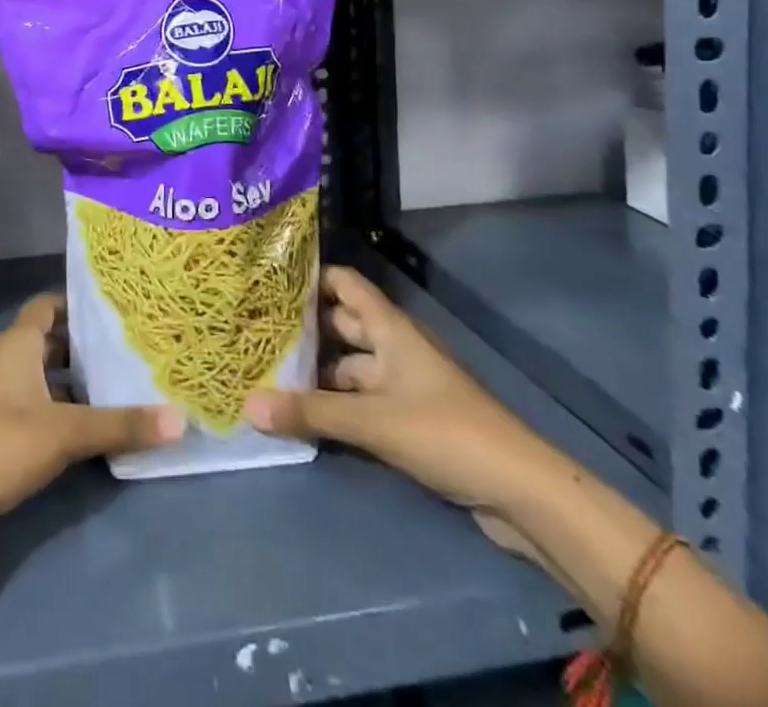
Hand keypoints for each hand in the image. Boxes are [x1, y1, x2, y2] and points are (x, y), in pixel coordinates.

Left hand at [0, 293, 182, 561]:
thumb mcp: (65, 433)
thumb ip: (120, 425)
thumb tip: (180, 419)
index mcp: (15, 344)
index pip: (47, 305)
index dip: (77, 304)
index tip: (114, 311)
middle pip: (44, 341)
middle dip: (80, 347)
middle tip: (124, 353)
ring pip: (35, 376)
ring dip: (66, 382)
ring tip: (110, 391)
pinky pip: (24, 406)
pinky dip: (50, 410)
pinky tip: (77, 432)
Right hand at [245, 265, 547, 513]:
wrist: (520, 490)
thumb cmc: (446, 432)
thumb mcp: (374, 421)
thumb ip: (311, 412)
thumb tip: (247, 405)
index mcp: (390, 328)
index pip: (344, 283)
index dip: (309, 277)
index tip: (267, 280)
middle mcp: (394, 347)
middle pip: (342, 326)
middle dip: (304, 329)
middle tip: (255, 330)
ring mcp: (403, 384)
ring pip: (349, 367)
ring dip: (317, 371)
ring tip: (267, 373)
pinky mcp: (409, 419)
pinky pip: (362, 400)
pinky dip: (335, 404)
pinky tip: (303, 414)